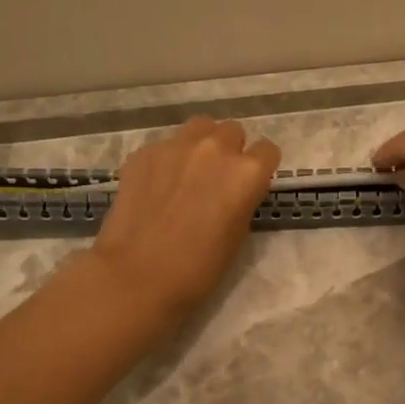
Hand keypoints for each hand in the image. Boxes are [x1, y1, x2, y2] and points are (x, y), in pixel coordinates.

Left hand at [90, 117, 281, 323]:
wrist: (136, 275)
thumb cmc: (198, 268)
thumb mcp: (237, 235)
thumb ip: (242, 200)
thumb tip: (234, 191)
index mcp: (246, 173)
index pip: (268, 150)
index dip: (261, 167)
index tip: (250, 184)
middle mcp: (215, 148)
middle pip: (233, 131)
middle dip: (231, 150)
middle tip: (218, 178)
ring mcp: (176, 146)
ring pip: (199, 127)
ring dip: (201, 144)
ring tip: (189, 171)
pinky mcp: (144, 153)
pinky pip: (164, 145)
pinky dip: (166, 160)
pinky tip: (156, 186)